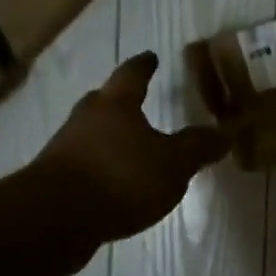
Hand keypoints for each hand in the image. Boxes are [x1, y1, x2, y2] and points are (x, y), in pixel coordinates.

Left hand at [33, 52, 228, 245]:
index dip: (144, 66)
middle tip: (133, 102)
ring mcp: (64, 149)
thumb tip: (223, 134)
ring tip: (127, 148)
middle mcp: (86, 119)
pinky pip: (82, 165)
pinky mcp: (53, 181)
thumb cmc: (121, 177)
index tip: (151, 57)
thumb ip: (198, 148)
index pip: (132, 75)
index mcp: (116, 105)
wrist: (56, 218)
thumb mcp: (173, 164)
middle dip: (118, 101)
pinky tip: (110, 183)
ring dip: (106, 137)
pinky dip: (98, 167)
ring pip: (89, 134)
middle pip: (102, 102)